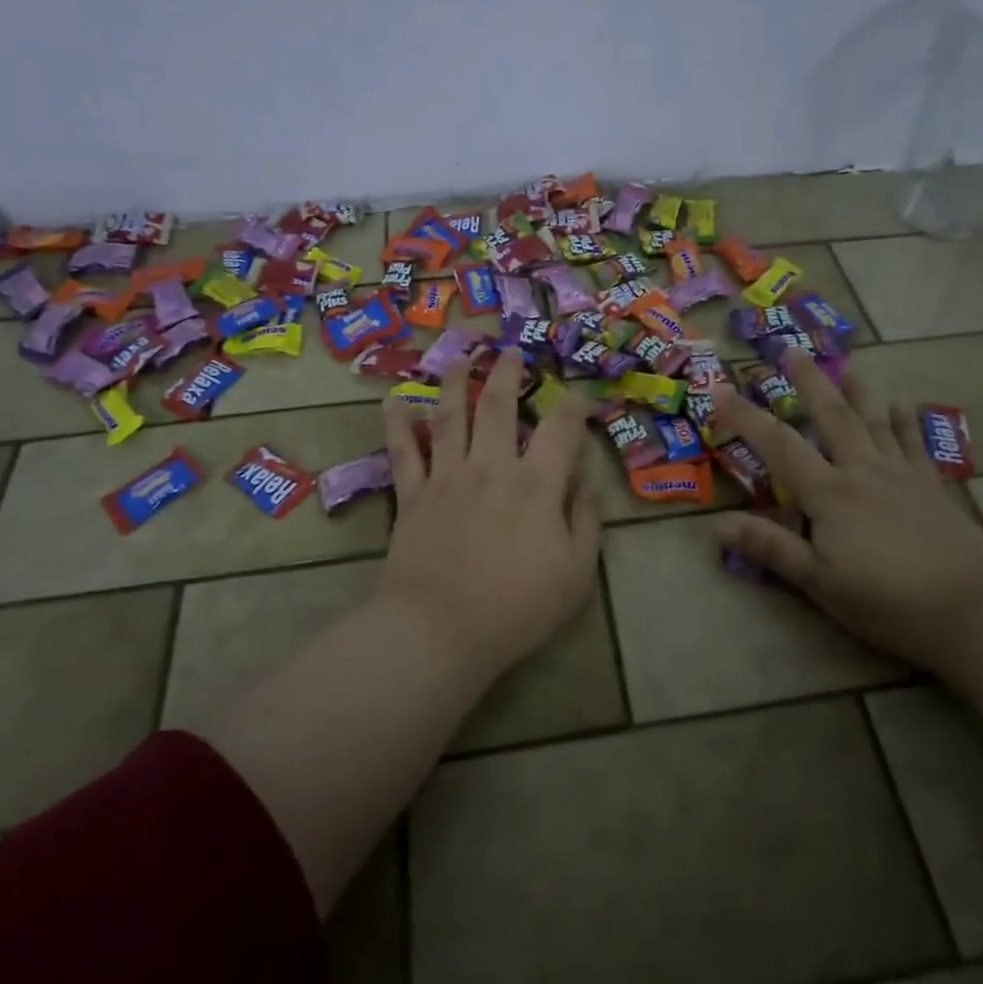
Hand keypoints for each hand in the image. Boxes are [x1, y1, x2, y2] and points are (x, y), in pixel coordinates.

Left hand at [377, 348, 600, 678]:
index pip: (561, 429)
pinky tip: (397, 399)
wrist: (440, 631)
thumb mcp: (575, 573)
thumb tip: (586, 484)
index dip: (574, 405)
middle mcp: (491, 467)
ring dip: (457, 382)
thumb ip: (585, 522)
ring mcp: (447, 477)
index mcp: (536, 484)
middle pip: (499, 406)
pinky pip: (403, 451)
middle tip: (511, 352)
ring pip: (451, 416)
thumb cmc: (516, 608)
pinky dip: (398, 423)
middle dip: (508, 373)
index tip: (579, 396)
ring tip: (462, 357)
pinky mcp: (412, 496)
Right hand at [711, 355, 982, 671]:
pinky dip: (908, 421)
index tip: (720, 390)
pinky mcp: (932, 487)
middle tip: (792, 349)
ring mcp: (901, 475)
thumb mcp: (820, 582)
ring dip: (857, 392)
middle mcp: (863, 471)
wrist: (975, 609)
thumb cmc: (888, 600)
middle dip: (809, 382)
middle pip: (832, 417)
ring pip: (874, 422)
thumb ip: (771, 548)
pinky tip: (905, 403)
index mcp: (830, 494)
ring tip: (847, 364)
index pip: (779, 446)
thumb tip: (716, 525)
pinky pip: (915, 444)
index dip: (746, 417)